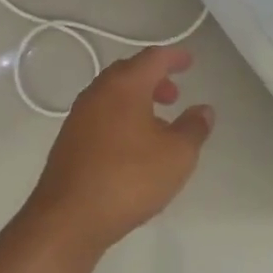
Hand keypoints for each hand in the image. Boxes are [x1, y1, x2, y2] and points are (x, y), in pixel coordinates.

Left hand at [24, 46, 214, 254]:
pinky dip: (120, 117)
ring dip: (136, 100)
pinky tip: (131, 145)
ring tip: (157, 123)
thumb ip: (193, 128)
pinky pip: (101, 116)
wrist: (69, 216)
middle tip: (173, 95)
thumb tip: (203, 110)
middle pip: (128, 72)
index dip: (174, 57)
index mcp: (124, 86)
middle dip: (153, 79)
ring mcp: (79, 116)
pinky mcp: (69, 140)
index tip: (189, 61)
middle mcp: (97, 92)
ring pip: (112, 95)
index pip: (153, 58)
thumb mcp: (177, 155)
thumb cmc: (129, 178)